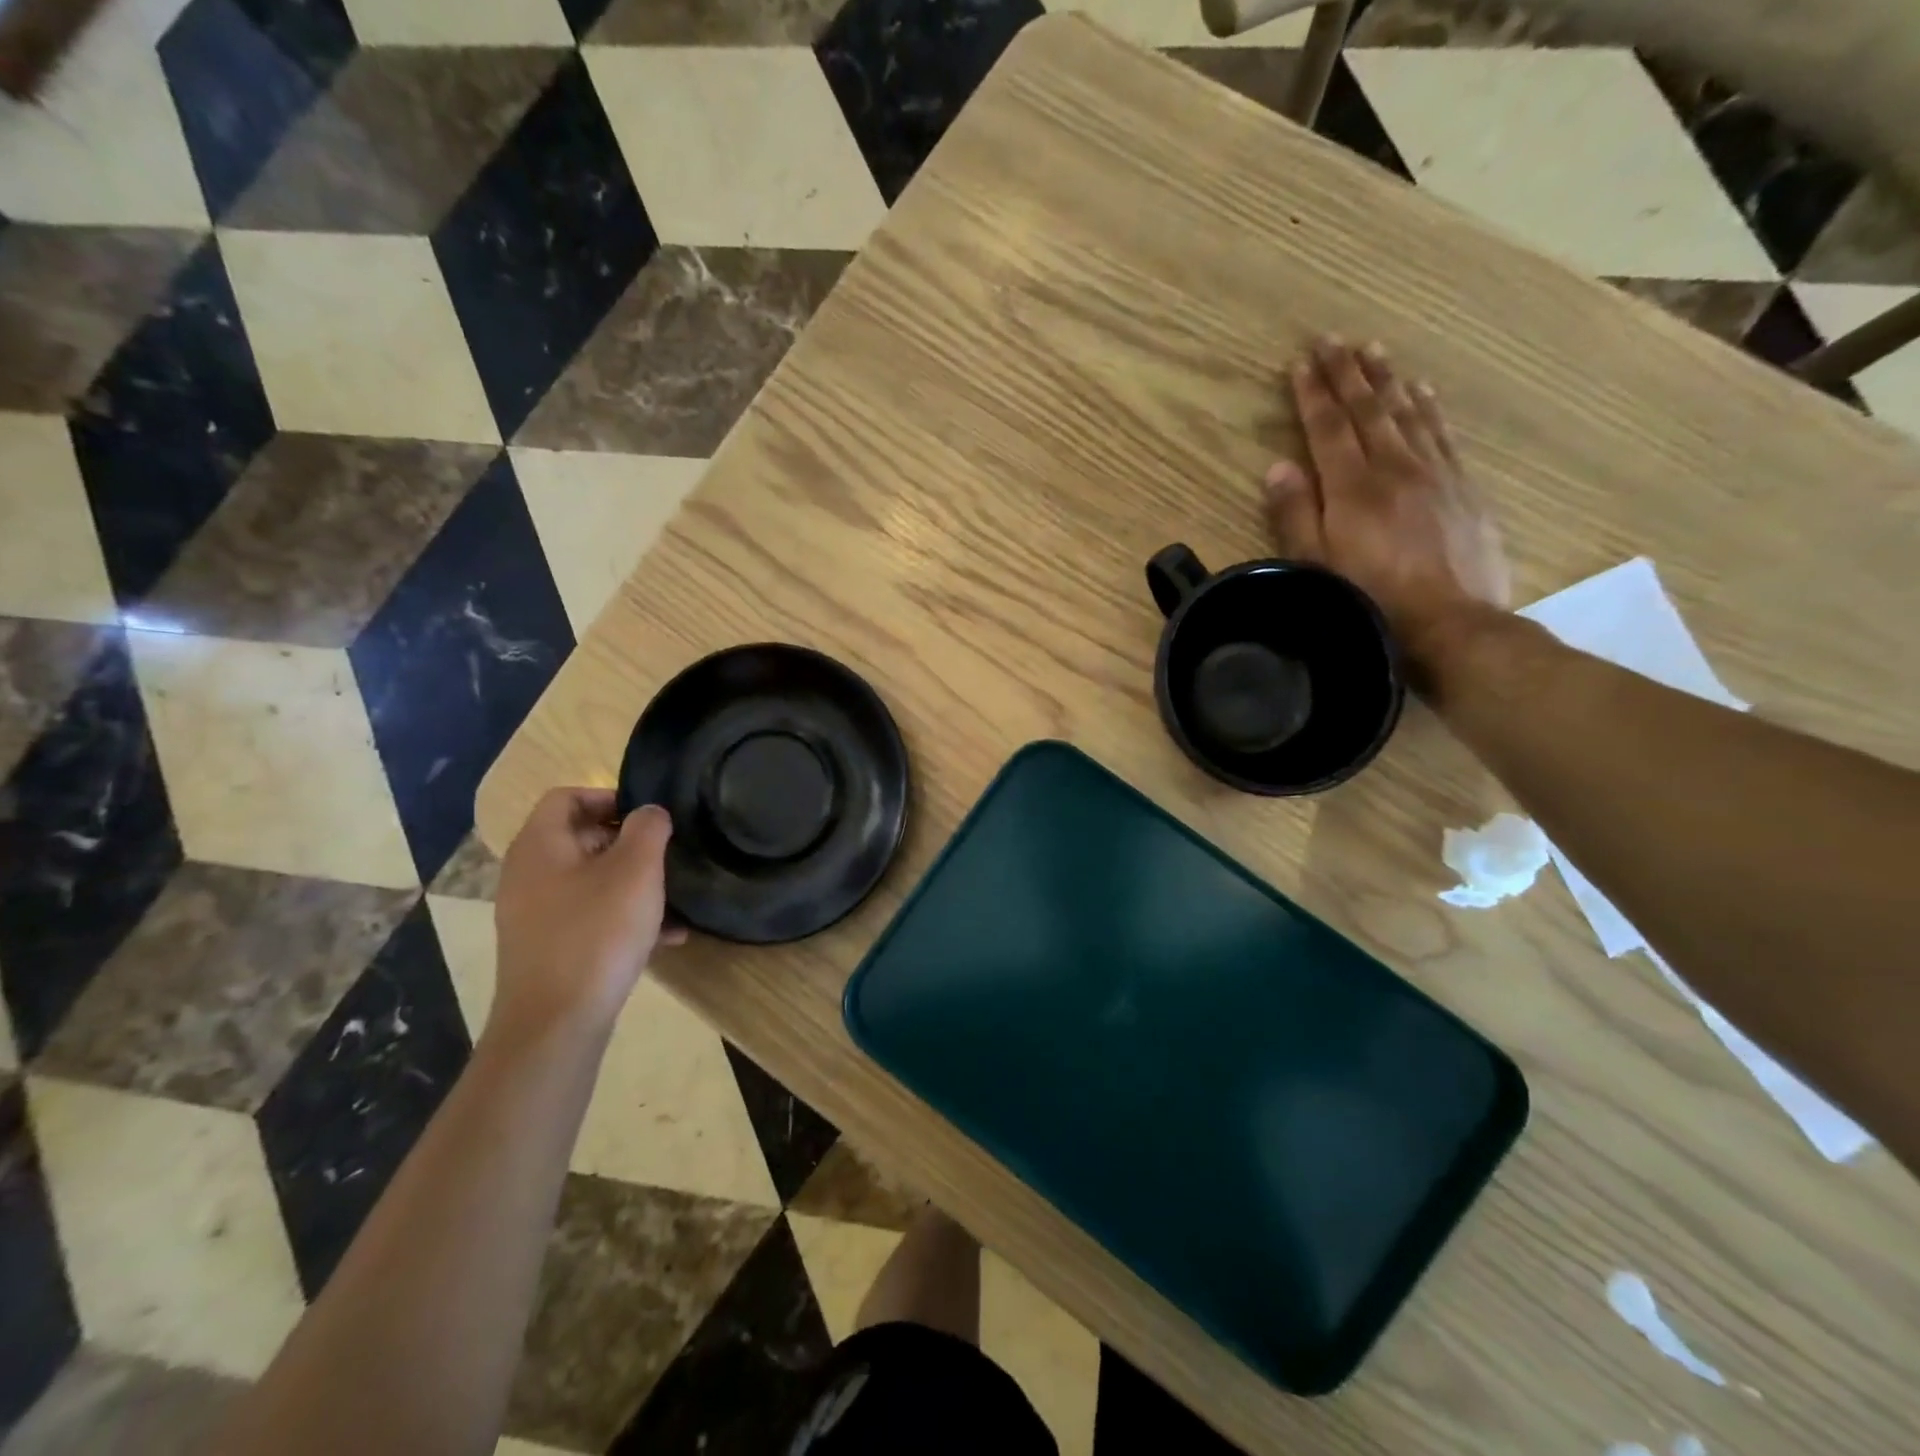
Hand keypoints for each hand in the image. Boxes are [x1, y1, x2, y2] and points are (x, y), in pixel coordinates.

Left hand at [492, 789, 685, 1036]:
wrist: (556, 1023)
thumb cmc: (597, 932)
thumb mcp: (636, 869)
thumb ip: (648, 828)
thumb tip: (650, 812)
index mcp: (540, 846)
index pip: (566, 797)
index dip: (609, 796)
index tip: (649, 816)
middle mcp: (528, 875)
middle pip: (581, 838)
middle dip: (629, 843)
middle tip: (666, 855)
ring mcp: (535, 914)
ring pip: (591, 881)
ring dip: (632, 883)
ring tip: (673, 899)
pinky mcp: (549, 947)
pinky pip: (590, 916)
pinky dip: (624, 917)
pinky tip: (665, 937)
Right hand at [1265, 337, 1510, 679]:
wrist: (1452, 623)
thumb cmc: (1371, 600)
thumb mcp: (1317, 566)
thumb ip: (1296, 515)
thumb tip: (1277, 468)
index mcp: (1352, 488)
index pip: (1327, 428)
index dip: (1312, 393)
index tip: (1301, 360)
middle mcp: (1394, 468)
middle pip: (1368, 410)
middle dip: (1347, 372)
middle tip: (1334, 338)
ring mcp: (1434, 473)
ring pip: (1407, 413)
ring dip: (1387, 379)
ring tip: (1374, 351)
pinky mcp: (1462, 487)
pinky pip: (1442, 433)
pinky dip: (1428, 406)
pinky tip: (1421, 390)